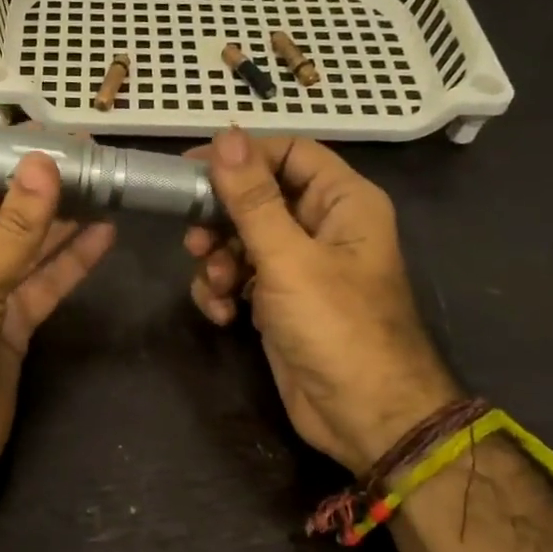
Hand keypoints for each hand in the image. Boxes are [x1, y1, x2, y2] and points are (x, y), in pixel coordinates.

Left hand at [0, 144, 115, 504]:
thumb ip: (14, 227)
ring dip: (60, 221)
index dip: (3, 158)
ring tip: (106, 187)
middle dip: (39, 188)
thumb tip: (47, 164)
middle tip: (92, 159)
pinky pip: (41, 283)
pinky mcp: (7, 325)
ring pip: (24, 247)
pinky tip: (104, 234)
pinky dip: (69, 262)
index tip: (51, 135)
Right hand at [184, 129, 457, 473]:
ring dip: (217, 261)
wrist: (362, 415)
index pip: (287, 153)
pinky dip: (224, 292)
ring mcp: (300, 266)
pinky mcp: (279, 301)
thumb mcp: (288, 258)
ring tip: (218, 287)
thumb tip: (226, 136)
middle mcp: (322, 227)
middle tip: (193, 240)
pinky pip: (240, 277)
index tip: (190, 169)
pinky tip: (223, 315)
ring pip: (241, 240)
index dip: (240, 155)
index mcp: (342, 202)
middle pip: (257, 198)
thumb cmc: (336, 327)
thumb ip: (252, 198)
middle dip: (221, 220)